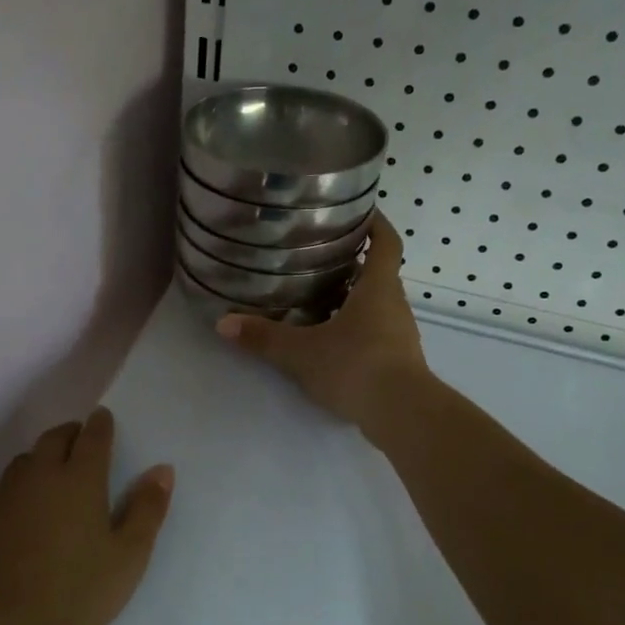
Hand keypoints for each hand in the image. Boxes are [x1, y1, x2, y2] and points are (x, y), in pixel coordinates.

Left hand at [0, 407, 173, 624]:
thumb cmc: (74, 594)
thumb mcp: (127, 558)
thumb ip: (147, 510)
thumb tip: (162, 469)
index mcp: (79, 480)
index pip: (92, 437)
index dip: (101, 424)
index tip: (103, 418)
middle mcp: (37, 477)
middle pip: (53, 439)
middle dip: (69, 434)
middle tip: (79, 442)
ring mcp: (0, 498)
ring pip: (22, 464)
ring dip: (39, 461)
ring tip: (50, 478)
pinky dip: (14, 495)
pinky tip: (17, 520)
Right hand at [217, 211, 427, 430]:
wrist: (401, 414)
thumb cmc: (355, 366)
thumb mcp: (301, 352)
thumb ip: (264, 337)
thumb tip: (223, 323)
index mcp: (378, 288)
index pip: (386, 243)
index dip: (376, 223)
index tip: (361, 210)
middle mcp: (395, 305)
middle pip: (379, 275)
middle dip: (354, 264)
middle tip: (320, 258)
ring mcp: (400, 335)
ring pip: (377, 307)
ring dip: (354, 300)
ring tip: (319, 299)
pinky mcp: (399, 362)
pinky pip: (377, 334)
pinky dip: (357, 330)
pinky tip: (331, 341)